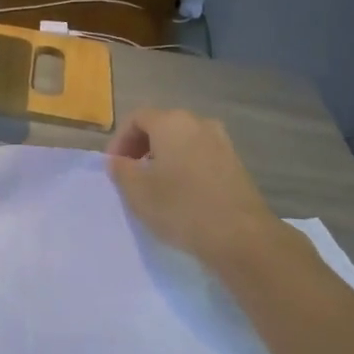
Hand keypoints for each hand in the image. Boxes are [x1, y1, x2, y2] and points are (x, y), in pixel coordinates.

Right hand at [106, 108, 280, 262]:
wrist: (240, 235)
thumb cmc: (181, 208)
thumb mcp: (137, 192)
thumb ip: (121, 170)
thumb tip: (118, 160)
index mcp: (172, 123)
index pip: (136, 118)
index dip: (119, 141)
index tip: (113, 167)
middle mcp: (199, 123)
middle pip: (161, 126)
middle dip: (140, 147)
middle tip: (130, 175)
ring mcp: (221, 142)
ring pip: (182, 141)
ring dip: (163, 158)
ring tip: (154, 186)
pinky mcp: (235, 163)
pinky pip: (200, 156)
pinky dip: (184, 166)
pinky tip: (180, 193)